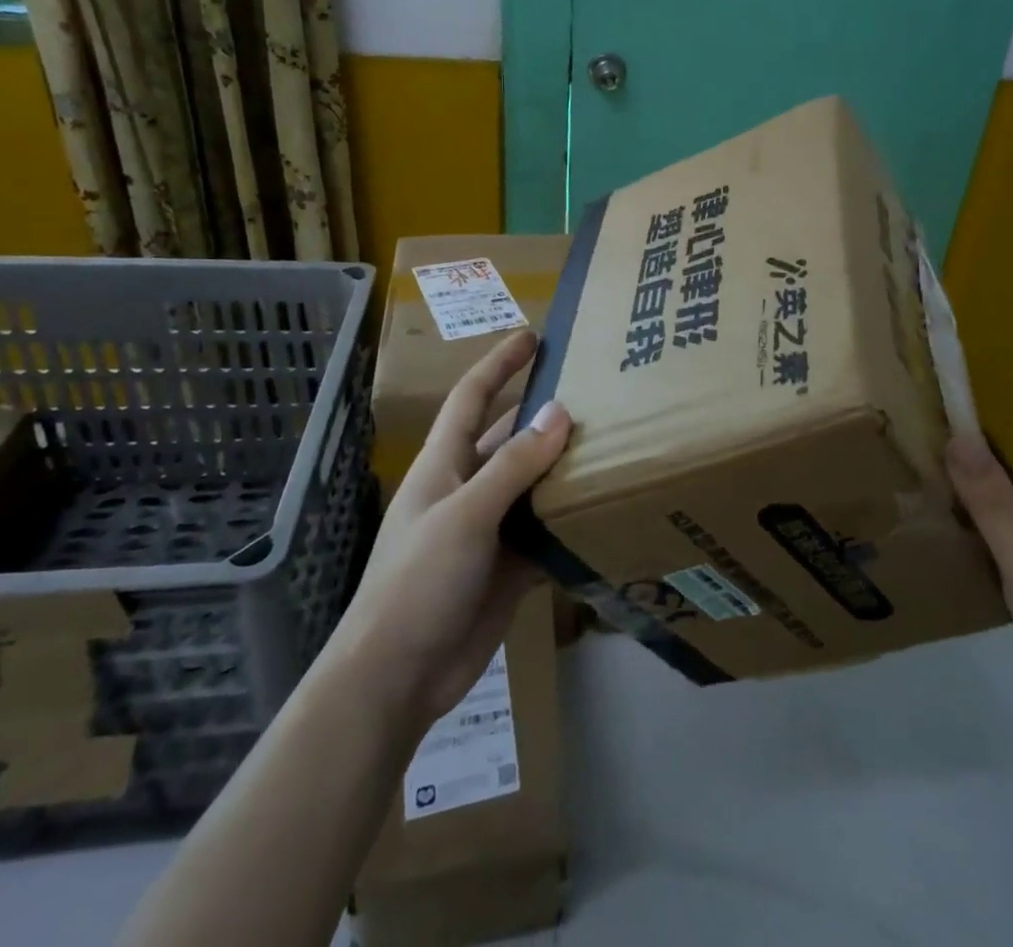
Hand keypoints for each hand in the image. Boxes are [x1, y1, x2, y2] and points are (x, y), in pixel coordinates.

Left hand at [341, 330, 571, 733]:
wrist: (398, 677)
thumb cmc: (418, 581)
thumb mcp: (466, 515)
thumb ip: (513, 465)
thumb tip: (559, 412)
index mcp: (445, 465)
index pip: (473, 397)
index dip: (500, 363)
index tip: (534, 335)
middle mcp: (469, 488)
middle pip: (510, 437)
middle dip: (546, 413)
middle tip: (598, 393)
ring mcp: (490, 528)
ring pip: (533, 484)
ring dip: (566, 466)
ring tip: (615, 442)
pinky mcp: (509, 566)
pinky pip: (546, 531)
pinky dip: (572, 519)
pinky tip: (608, 507)